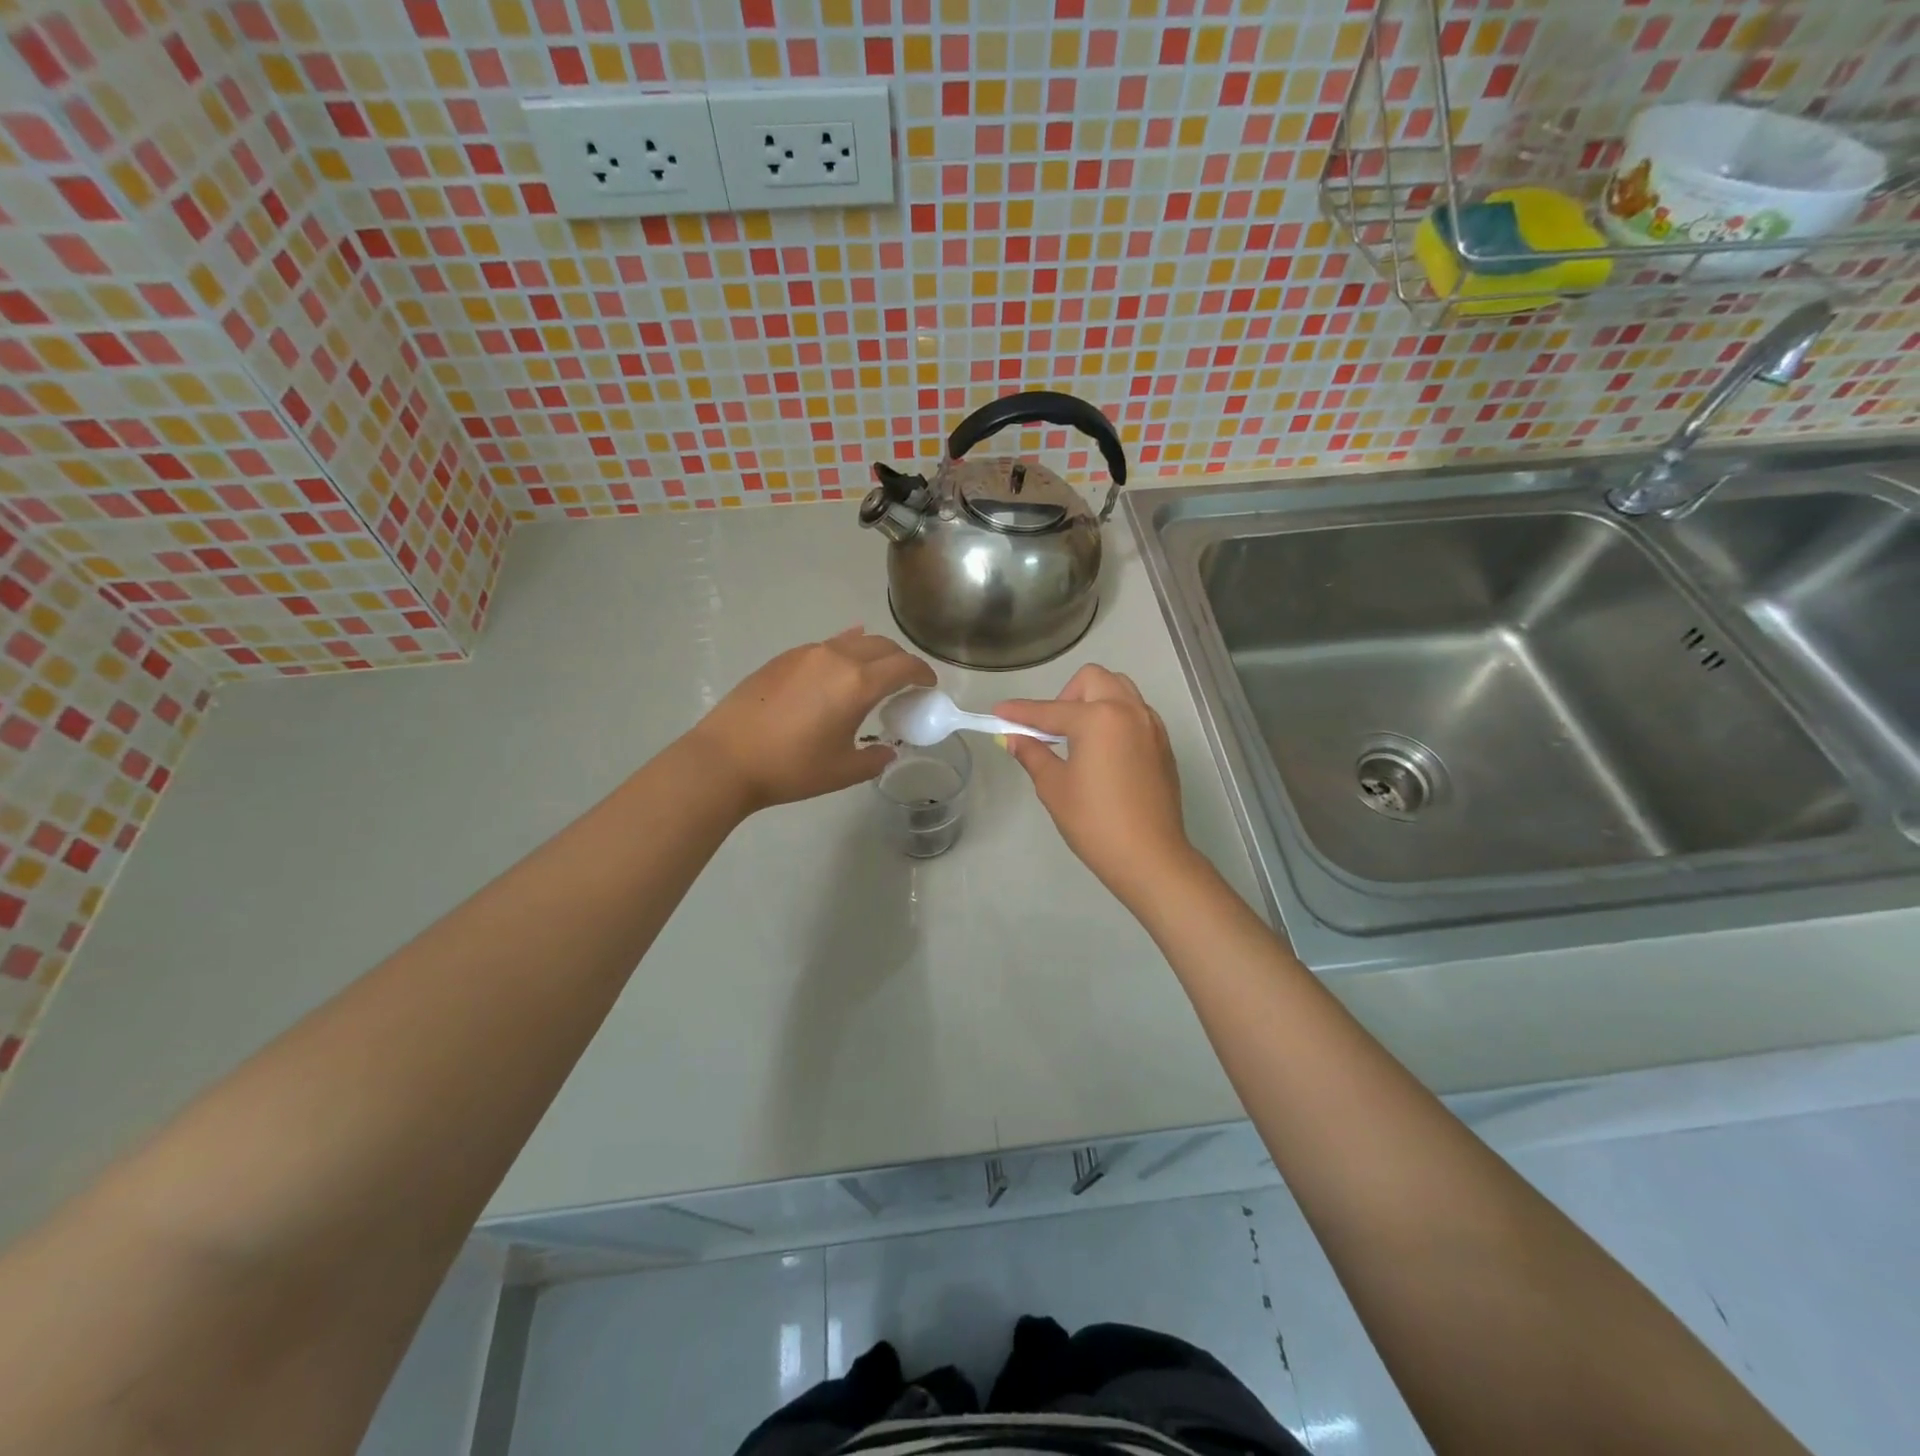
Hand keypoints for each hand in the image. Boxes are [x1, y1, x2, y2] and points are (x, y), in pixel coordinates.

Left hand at [688, 629, 935, 811]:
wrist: (726, 758)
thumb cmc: (791, 768)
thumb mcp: (842, 771)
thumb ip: (874, 758)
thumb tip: (886, 750)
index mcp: (858, 684)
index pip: (904, 666)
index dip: (923, 674)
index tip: (928, 687)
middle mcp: (837, 658)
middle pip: (882, 646)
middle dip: (900, 661)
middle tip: (905, 684)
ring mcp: (807, 653)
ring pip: (853, 642)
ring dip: (872, 654)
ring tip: (873, 676)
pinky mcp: (784, 658)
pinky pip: (827, 646)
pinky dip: (845, 652)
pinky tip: (841, 663)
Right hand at [995, 665, 1199, 903]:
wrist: (1149, 856)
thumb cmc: (1095, 822)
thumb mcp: (1054, 787)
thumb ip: (1033, 754)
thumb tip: (1013, 738)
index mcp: (1098, 718)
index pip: (1050, 710)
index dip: (1020, 712)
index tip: (999, 712)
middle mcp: (1129, 711)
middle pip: (1093, 679)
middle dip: (1066, 695)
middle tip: (1053, 729)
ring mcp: (1151, 725)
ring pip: (1120, 689)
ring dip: (1094, 700)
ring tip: (1079, 736)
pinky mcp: (1163, 743)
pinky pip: (1136, 712)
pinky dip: (1115, 717)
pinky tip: (1103, 752)